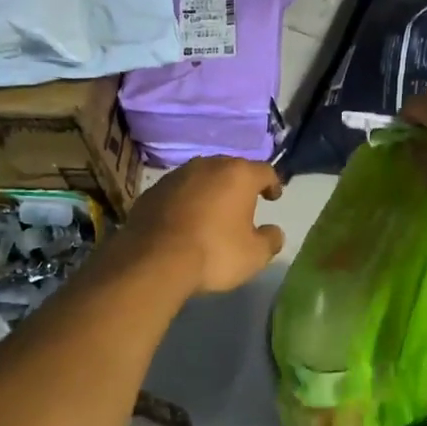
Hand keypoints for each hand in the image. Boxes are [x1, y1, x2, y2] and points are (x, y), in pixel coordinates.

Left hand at [118, 156, 285, 295]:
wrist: (154, 260)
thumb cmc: (214, 253)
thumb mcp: (254, 255)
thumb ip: (270, 240)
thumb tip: (274, 232)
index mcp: (238, 175)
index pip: (265, 171)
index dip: (272, 184)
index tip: (273, 197)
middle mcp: (208, 165)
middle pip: (231, 168)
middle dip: (239, 184)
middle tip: (243, 203)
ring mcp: (177, 175)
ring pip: (202, 177)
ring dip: (210, 190)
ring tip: (213, 211)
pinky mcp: (153, 190)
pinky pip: (178, 191)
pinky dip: (186, 201)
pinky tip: (185, 221)